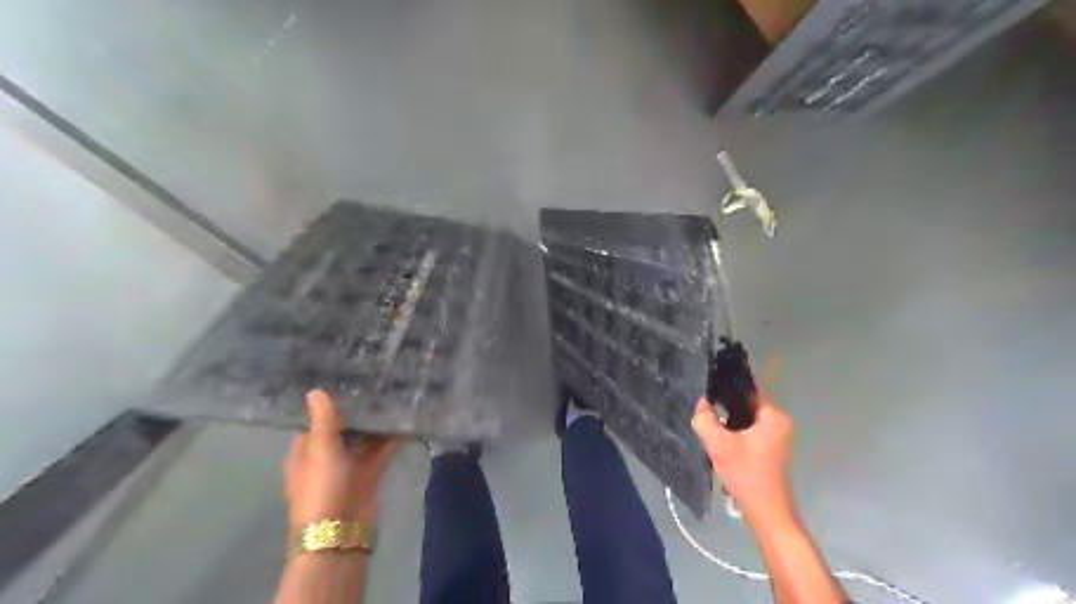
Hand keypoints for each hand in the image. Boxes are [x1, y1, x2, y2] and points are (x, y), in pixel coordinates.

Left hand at [283, 392, 400, 527]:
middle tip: (379, 381)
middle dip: (359, 411)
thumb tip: (315, 390)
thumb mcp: (321, 450)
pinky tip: (407, 419)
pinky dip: (393, 438)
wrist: (340, 530)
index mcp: (306, 451)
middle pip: (344, 428)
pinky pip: (382, 450)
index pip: (316, 421)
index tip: (347, 380)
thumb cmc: (322, 487)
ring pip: (365, 438)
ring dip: (377, 423)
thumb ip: (324, 420)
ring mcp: (350, 465)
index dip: (330, 403)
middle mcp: (327, 456)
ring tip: (396, 394)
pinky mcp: (371, 473)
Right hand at [694, 394, 791, 526]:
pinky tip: (720, 439)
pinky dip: (736, 432)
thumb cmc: (746, 475)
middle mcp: (779, 422)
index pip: (747, 390)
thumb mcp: (719, 445)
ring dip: (729, 421)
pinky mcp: (771, 448)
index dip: (726, 388)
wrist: (766, 512)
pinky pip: (749, 430)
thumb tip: (701, 403)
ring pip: (746, 418)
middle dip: (725, 407)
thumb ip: (706, 420)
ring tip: (708, 422)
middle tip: (703, 408)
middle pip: (746, 404)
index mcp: (773, 416)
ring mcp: (777, 436)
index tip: (707, 388)